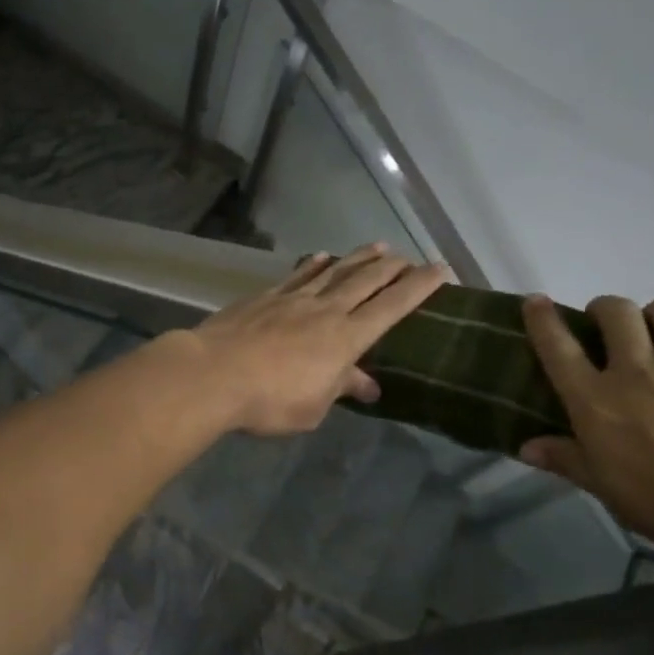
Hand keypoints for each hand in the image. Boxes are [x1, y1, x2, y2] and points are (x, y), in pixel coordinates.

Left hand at [186, 245, 449, 436]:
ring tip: (377, 247)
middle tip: (410, 257)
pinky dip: (313, 264)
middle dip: (393, 267)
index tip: (440, 270)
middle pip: (366, 281)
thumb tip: (369, 384)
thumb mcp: (313, 407)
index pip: (392, 307)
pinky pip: (297, 275)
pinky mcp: (265, 297)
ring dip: (358, 258)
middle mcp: (325, 310)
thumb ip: (341, 389)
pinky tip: (320, 257)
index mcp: (346, 338)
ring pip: (334, 271)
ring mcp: (293, 299)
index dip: (419, 287)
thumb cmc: (269, 400)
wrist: (213, 374)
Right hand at [520, 294, 653, 571]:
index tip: (536, 301)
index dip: (542, 319)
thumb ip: (571, 461)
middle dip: (606, 311)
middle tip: (613, 328)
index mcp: (598, 404)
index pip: (557, 347)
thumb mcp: (617, 495)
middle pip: (613, 310)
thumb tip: (526, 447)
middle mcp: (638, 369)